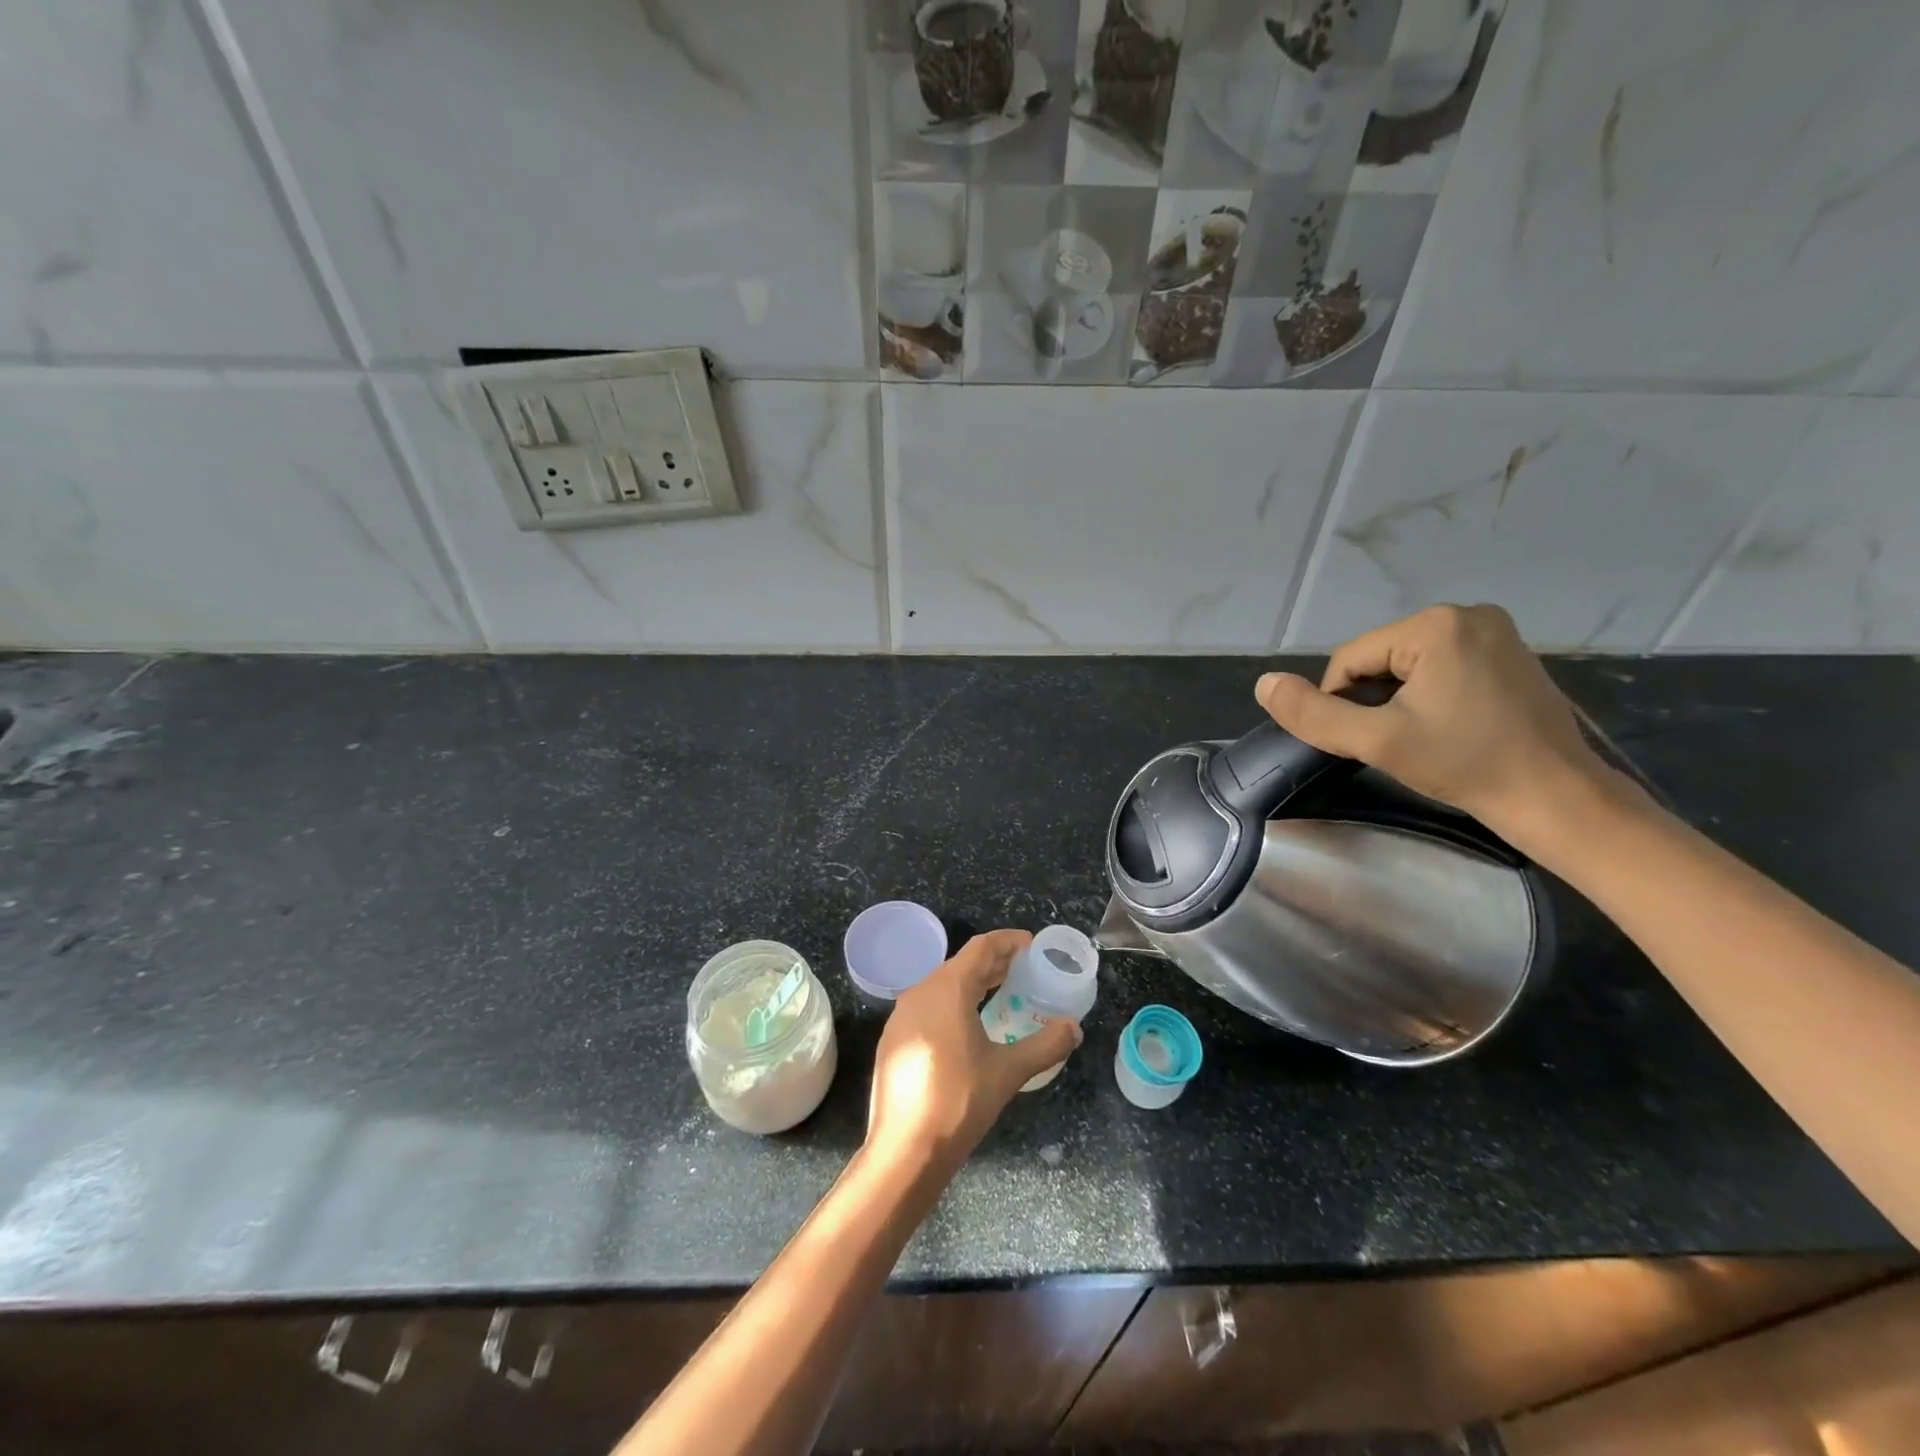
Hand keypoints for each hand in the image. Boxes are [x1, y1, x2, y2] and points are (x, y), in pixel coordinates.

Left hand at [864, 929, 1081, 1176]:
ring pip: (943, 985)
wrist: (904, 1150)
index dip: (1009, 941)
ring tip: (1002, 993)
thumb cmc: (958, 1102)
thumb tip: (1073, 1027)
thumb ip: (1045, 1044)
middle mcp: (920, 992)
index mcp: (946, 989)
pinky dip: (953, 1003)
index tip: (1033, 945)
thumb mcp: (1009, 1072)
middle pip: (962, 964)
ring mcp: (901, 1016)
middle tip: (1026, 970)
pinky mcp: (894, 1039)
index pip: (981, 948)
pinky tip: (968, 1026)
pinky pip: (929, 1006)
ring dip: (974, 983)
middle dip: (995, 963)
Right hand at [1254, 604, 1625, 849]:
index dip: (1343, 704)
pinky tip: (1448, 727)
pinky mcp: (1510, 654)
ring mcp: (1495, 632)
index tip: (1369, 741)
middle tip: (1399, 743)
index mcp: (1435, 625)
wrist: (1557, 798)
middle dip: (1374, 701)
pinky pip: (1441, 667)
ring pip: (1407, 666)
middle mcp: (1467, 614)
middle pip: (1379, 660)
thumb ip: (1314, 714)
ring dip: (1399, 701)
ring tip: (1423, 738)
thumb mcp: (1377, 741)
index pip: (1349, 661)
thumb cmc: (1465, 765)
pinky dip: (1429, 696)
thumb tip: (1264, 684)